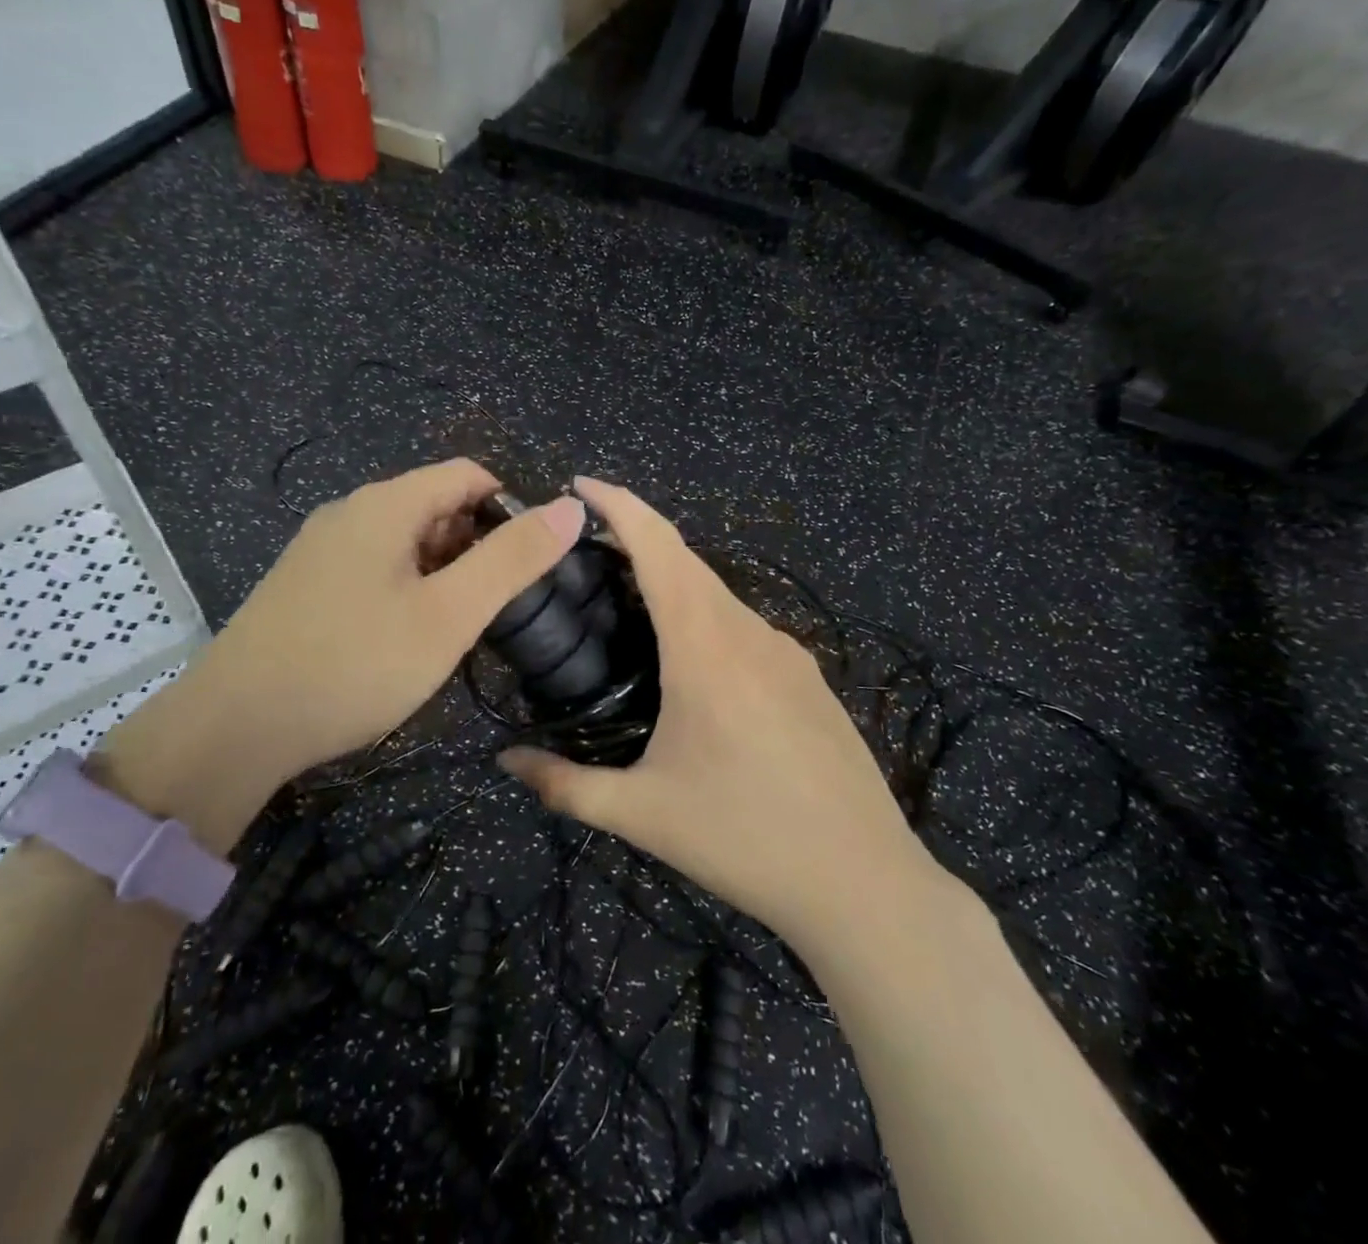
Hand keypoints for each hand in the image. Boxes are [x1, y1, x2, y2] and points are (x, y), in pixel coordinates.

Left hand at [101, 459, 584, 849]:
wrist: (236, 726)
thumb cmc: (355, 664)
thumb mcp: (449, 614)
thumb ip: (512, 559)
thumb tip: (571, 507)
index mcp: (386, 504)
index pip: (469, 474)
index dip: (510, 509)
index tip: (527, 565)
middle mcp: (350, 512)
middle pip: (436, 505)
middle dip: (475, 545)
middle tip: (491, 608)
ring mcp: (320, 548)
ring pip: (404, 540)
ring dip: (441, 571)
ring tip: (452, 629)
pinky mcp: (304, 584)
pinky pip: (373, 566)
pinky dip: (405, 588)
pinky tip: (402, 638)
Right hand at [500, 477, 935, 946]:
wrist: (863, 883)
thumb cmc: (744, 840)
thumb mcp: (642, 814)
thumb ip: (564, 784)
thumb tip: (504, 761)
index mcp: (705, 648)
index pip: (659, 548)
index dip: (620, 505)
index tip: (581, 484)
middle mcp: (749, 632)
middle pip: (687, 560)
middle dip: (637, 537)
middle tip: (587, 551)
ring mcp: (787, 652)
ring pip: (718, 594)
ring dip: (673, 582)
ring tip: (628, 608)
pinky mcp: (809, 677)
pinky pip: (745, 626)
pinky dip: (705, 617)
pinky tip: (691, 663)